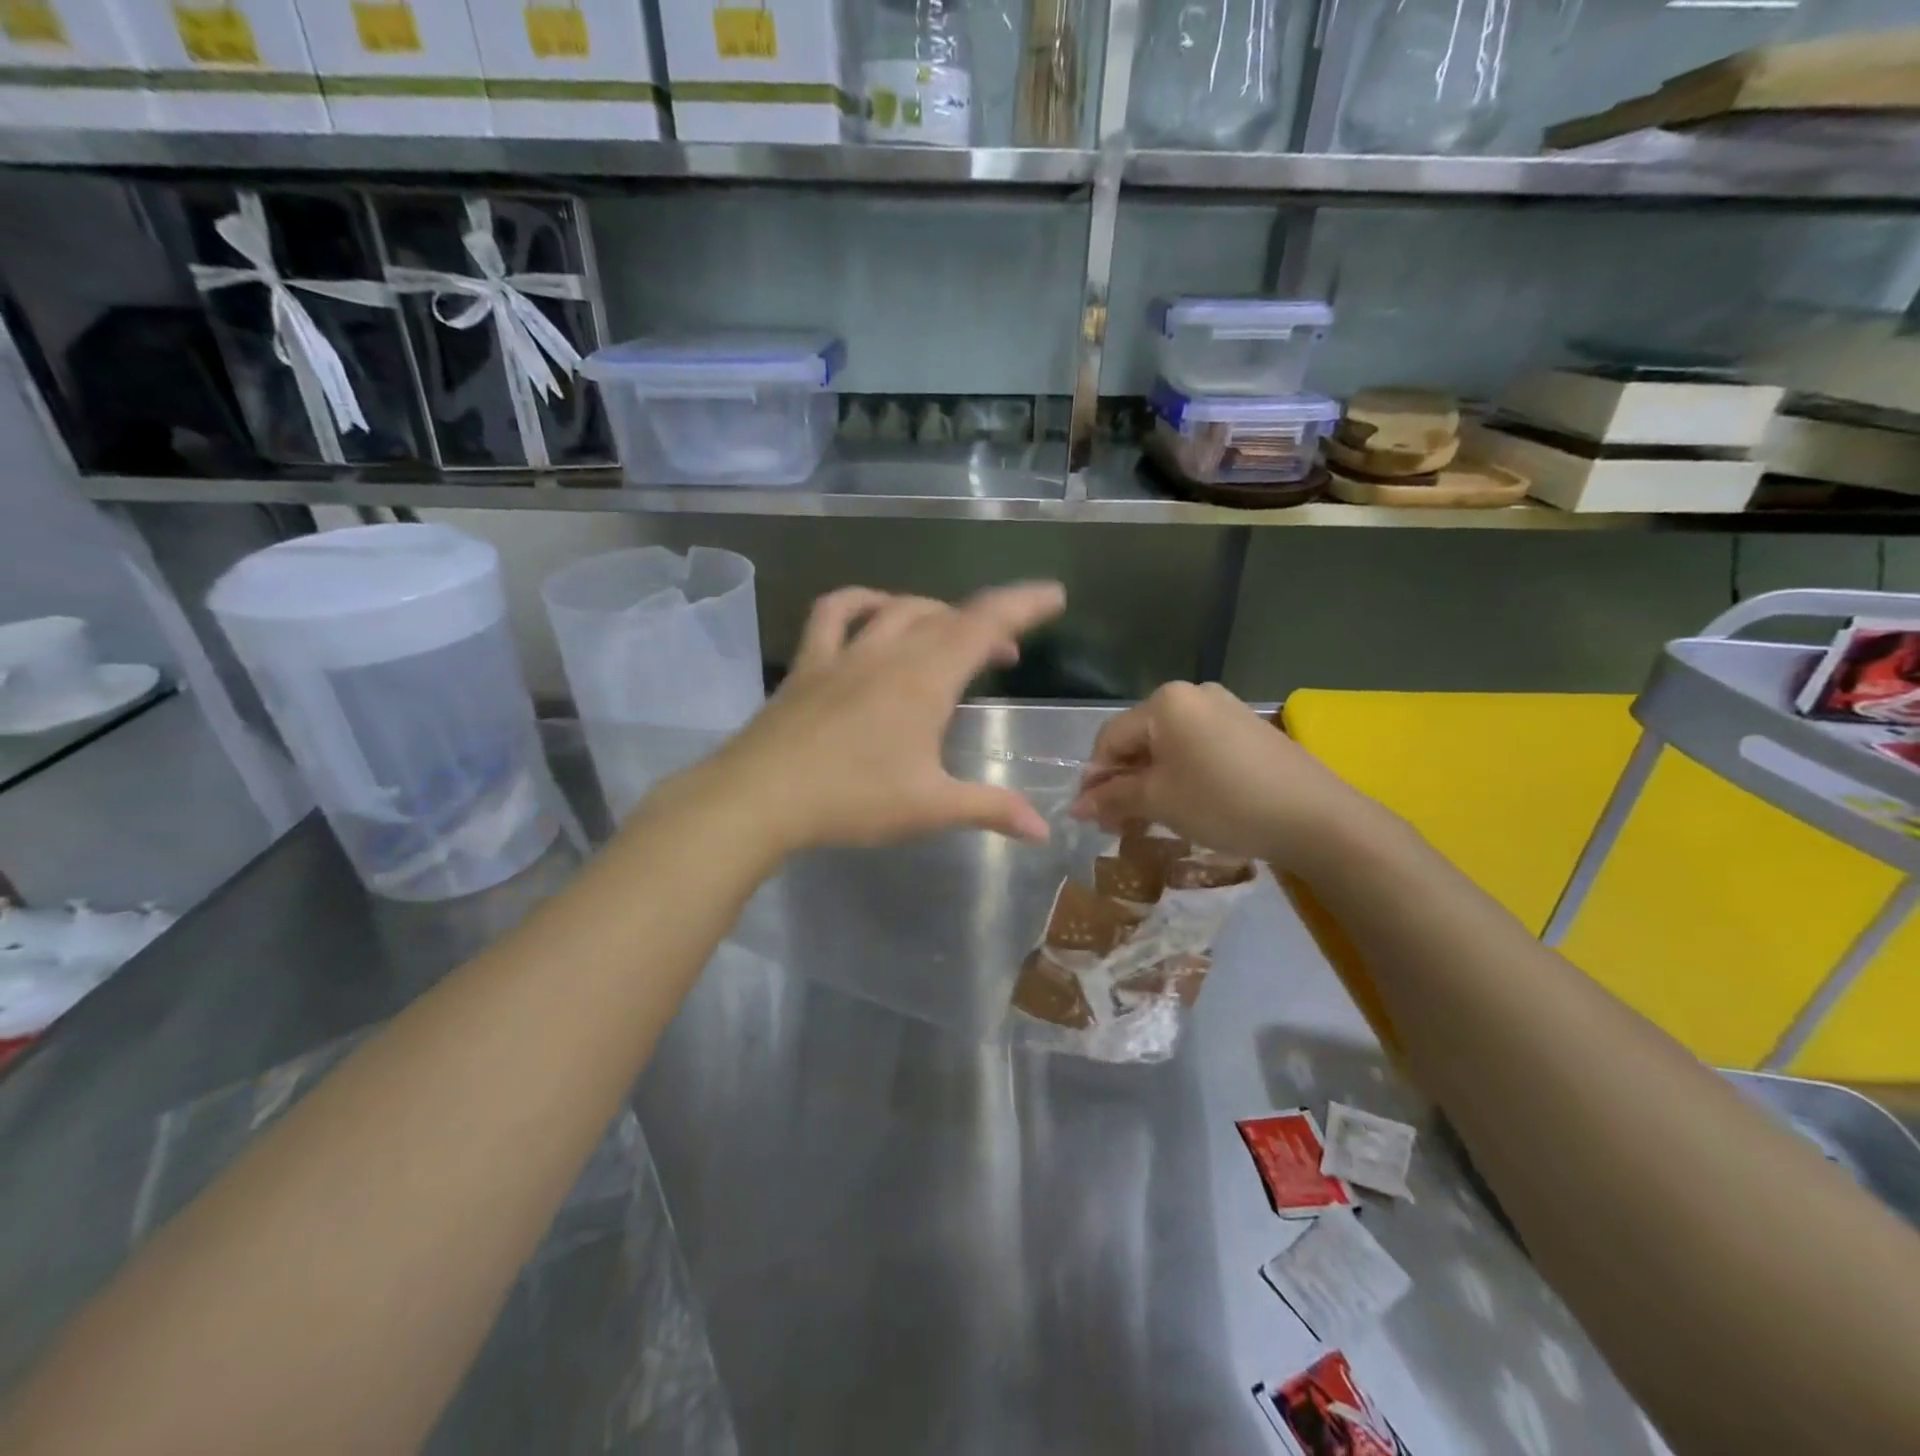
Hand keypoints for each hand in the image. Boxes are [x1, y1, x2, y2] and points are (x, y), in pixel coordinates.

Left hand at [705, 582, 1067, 852]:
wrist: (760, 797)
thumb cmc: (853, 799)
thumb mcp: (930, 807)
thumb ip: (990, 809)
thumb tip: (1043, 830)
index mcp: (925, 680)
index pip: (985, 625)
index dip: (1024, 605)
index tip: (1054, 595)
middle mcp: (889, 653)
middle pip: (948, 615)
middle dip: (987, 624)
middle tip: (1006, 653)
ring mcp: (845, 654)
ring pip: (898, 609)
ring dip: (933, 612)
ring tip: (950, 632)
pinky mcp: (809, 664)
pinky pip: (834, 613)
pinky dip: (860, 601)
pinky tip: (874, 609)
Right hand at [1068, 682, 1370, 870]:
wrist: (1314, 817)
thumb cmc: (1223, 802)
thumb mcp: (1159, 801)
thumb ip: (1113, 798)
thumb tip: (1076, 806)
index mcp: (1165, 702)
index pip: (1110, 739)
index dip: (1095, 779)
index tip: (1088, 817)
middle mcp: (1192, 695)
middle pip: (1140, 739)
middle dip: (1123, 782)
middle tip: (1116, 823)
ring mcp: (1224, 709)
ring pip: (1168, 746)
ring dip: (1151, 782)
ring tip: (1148, 819)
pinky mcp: (1247, 728)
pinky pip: (1197, 748)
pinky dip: (1181, 775)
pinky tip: (1184, 804)